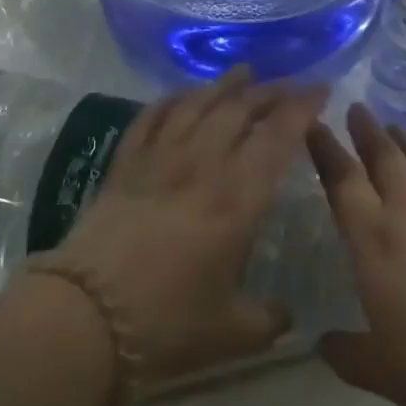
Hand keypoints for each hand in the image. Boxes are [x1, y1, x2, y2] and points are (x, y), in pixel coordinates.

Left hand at [44, 66, 328, 393]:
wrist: (83, 320)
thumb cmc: (166, 324)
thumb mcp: (231, 333)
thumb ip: (268, 320)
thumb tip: (288, 317)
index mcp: (238, 199)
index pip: (278, 136)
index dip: (302, 108)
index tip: (321, 89)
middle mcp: (203, 165)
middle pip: (241, 110)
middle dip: (271, 91)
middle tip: (291, 84)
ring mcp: (160, 160)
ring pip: (198, 105)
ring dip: (225, 85)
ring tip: (244, 72)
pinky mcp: (125, 165)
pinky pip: (153, 117)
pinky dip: (173, 99)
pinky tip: (184, 93)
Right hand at [305, 104, 405, 405]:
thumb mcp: (380, 370)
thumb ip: (345, 353)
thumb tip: (323, 343)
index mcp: (374, 241)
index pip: (342, 181)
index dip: (325, 150)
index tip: (314, 127)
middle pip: (384, 157)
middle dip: (366, 131)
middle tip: (356, 109)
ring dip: (405, 141)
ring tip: (393, 127)